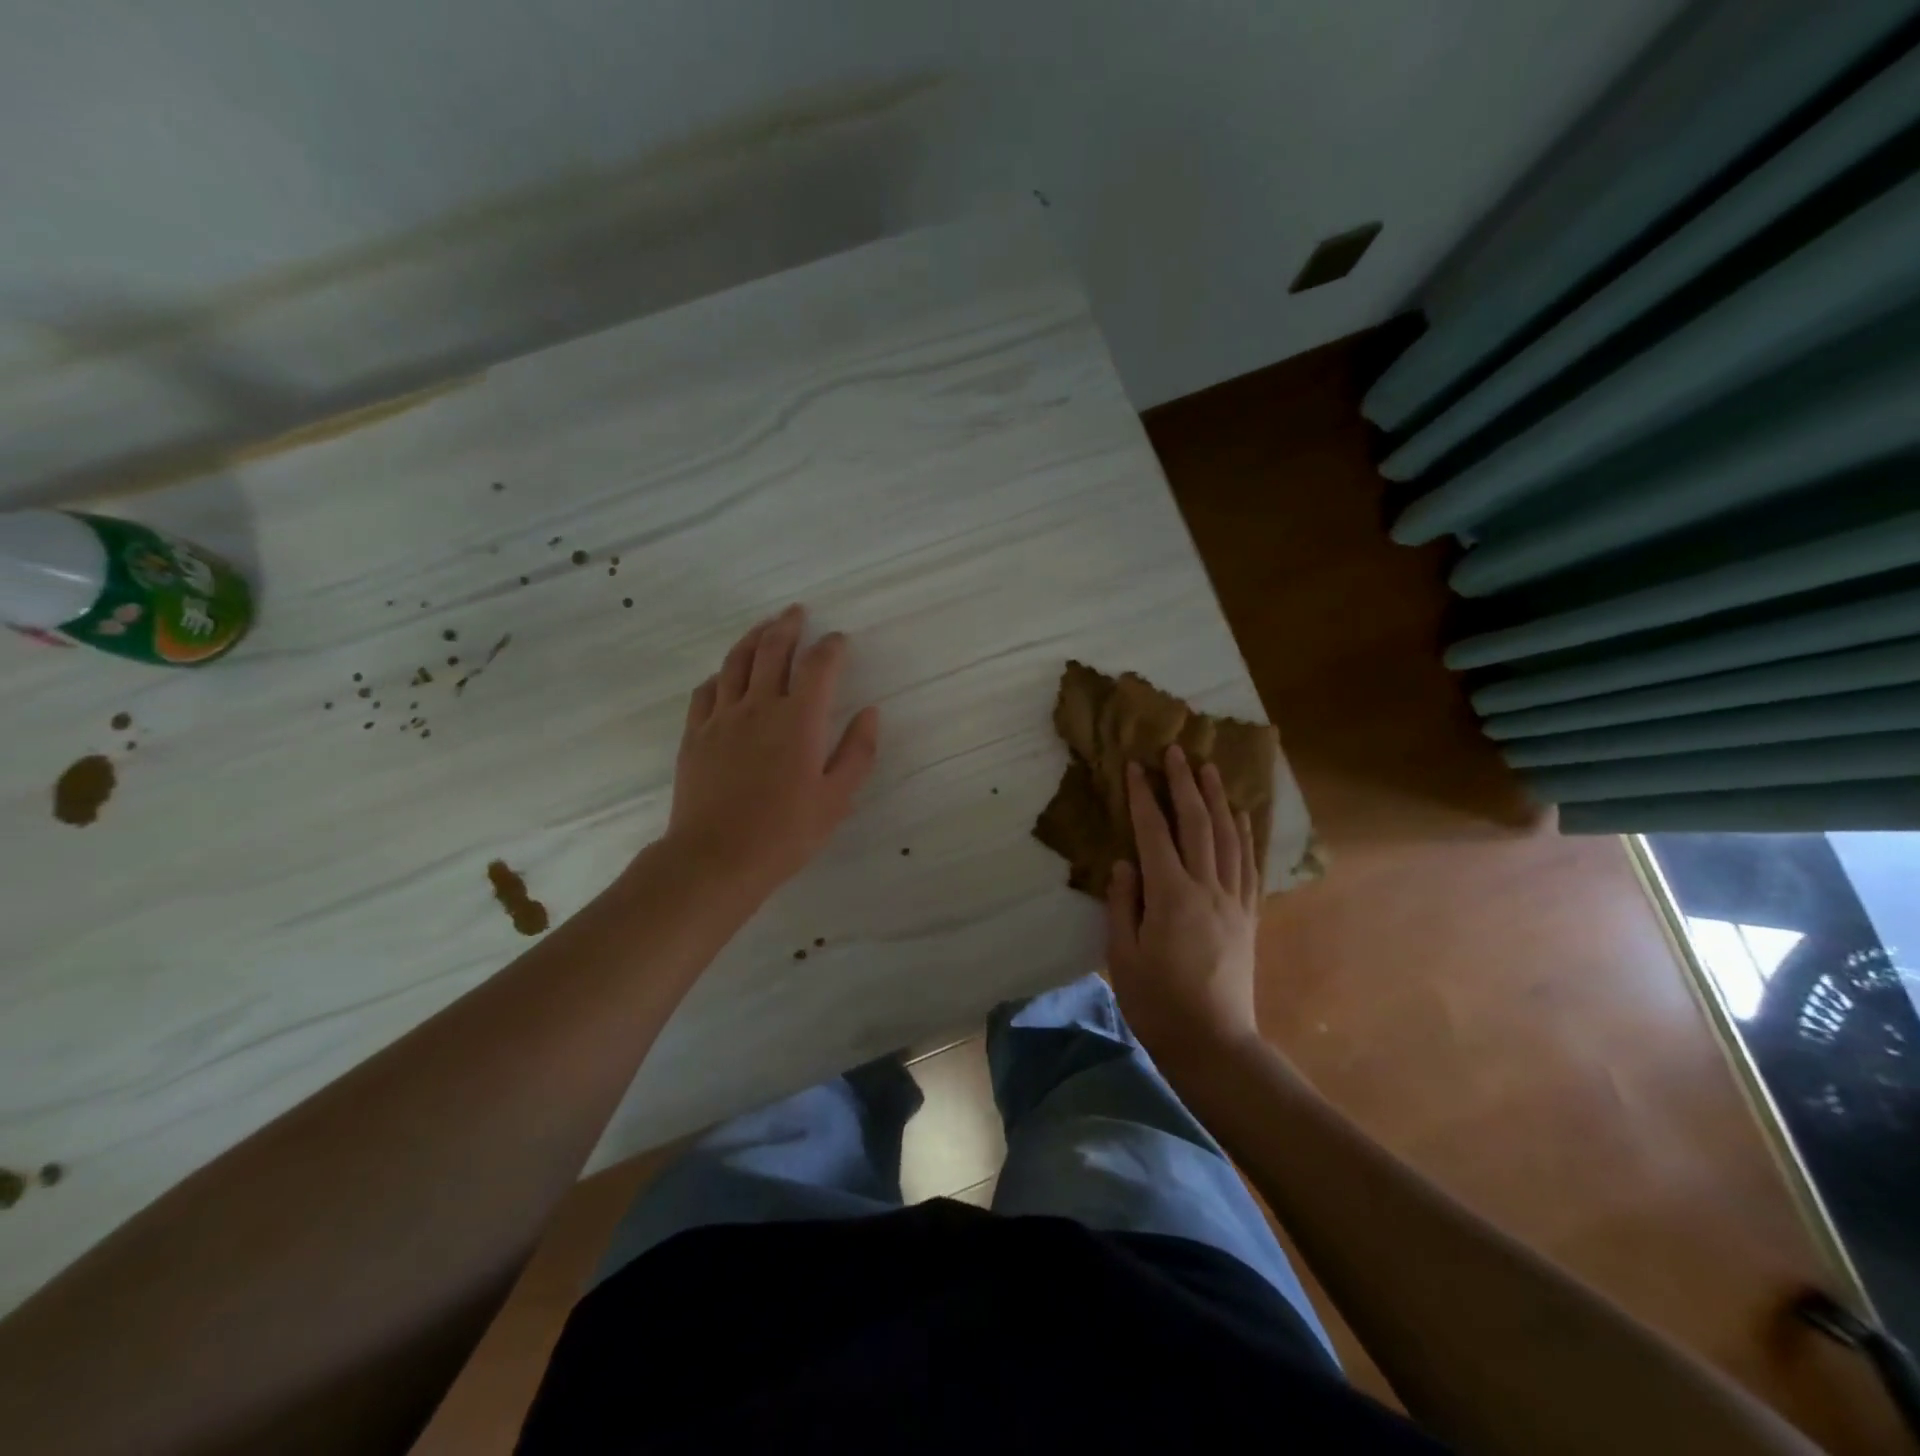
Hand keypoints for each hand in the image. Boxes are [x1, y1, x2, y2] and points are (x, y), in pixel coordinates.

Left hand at [667, 605, 879, 897]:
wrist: (716, 858)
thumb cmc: (786, 832)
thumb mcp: (837, 798)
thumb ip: (857, 751)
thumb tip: (870, 713)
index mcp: (799, 719)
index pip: (818, 666)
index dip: (831, 647)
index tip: (840, 640)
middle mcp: (759, 706)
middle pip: (772, 650)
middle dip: (788, 626)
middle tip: (798, 612)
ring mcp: (722, 718)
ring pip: (736, 662)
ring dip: (753, 637)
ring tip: (765, 626)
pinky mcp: (695, 734)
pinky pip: (706, 690)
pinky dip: (721, 674)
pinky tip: (726, 675)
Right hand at [1106, 744, 1261, 1065]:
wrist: (1214, 1043)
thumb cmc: (1157, 1003)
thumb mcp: (1123, 955)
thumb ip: (1123, 903)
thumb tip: (1125, 862)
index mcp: (1171, 897)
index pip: (1154, 834)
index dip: (1144, 797)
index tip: (1136, 766)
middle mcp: (1207, 889)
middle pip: (1198, 824)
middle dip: (1186, 784)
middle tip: (1177, 750)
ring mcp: (1234, 901)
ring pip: (1228, 838)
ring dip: (1218, 799)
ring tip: (1211, 768)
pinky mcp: (1249, 916)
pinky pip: (1249, 864)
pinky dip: (1245, 834)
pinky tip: (1241, 816)